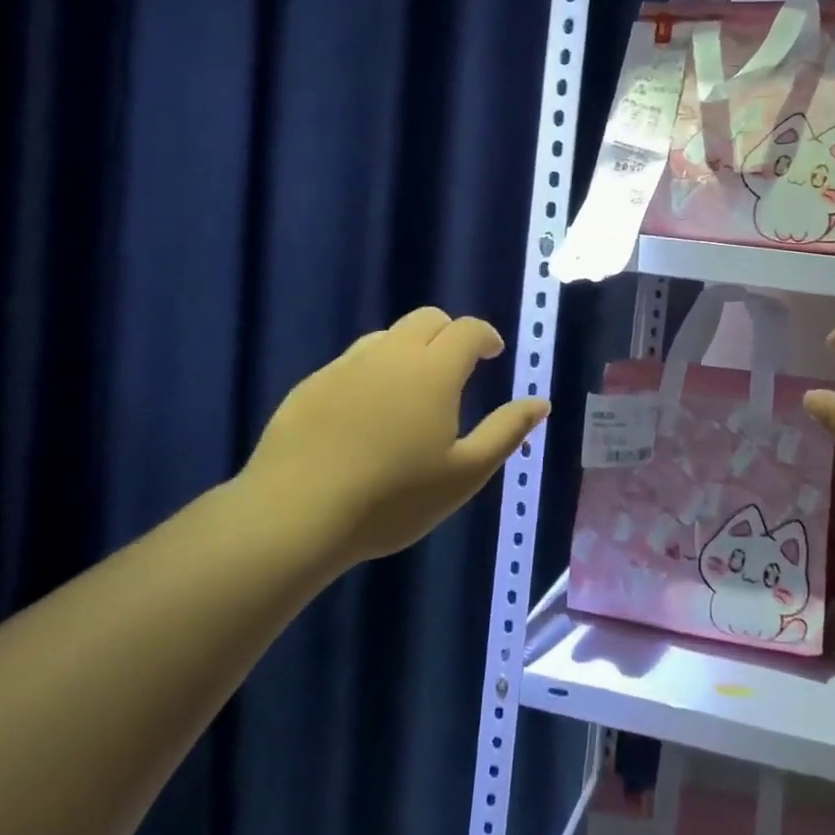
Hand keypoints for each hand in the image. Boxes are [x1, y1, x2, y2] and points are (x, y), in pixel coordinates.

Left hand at [240, 308, 550, 568]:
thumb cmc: (393, 498)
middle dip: (450, 333)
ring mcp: (345, 367)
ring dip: (410, 348)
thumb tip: (540, 402)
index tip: (493, 353)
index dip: (485, 336)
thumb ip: (506, 431)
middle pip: (427, 319)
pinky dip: (373, 370)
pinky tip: (367, 411)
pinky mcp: (310, 386)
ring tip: (413, 388)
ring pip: (387, 336)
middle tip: (458, 367)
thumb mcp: (465, 473)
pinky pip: (352, 362)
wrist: (294, 516)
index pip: (467, 329)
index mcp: (433, 370)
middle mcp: (390, 355)